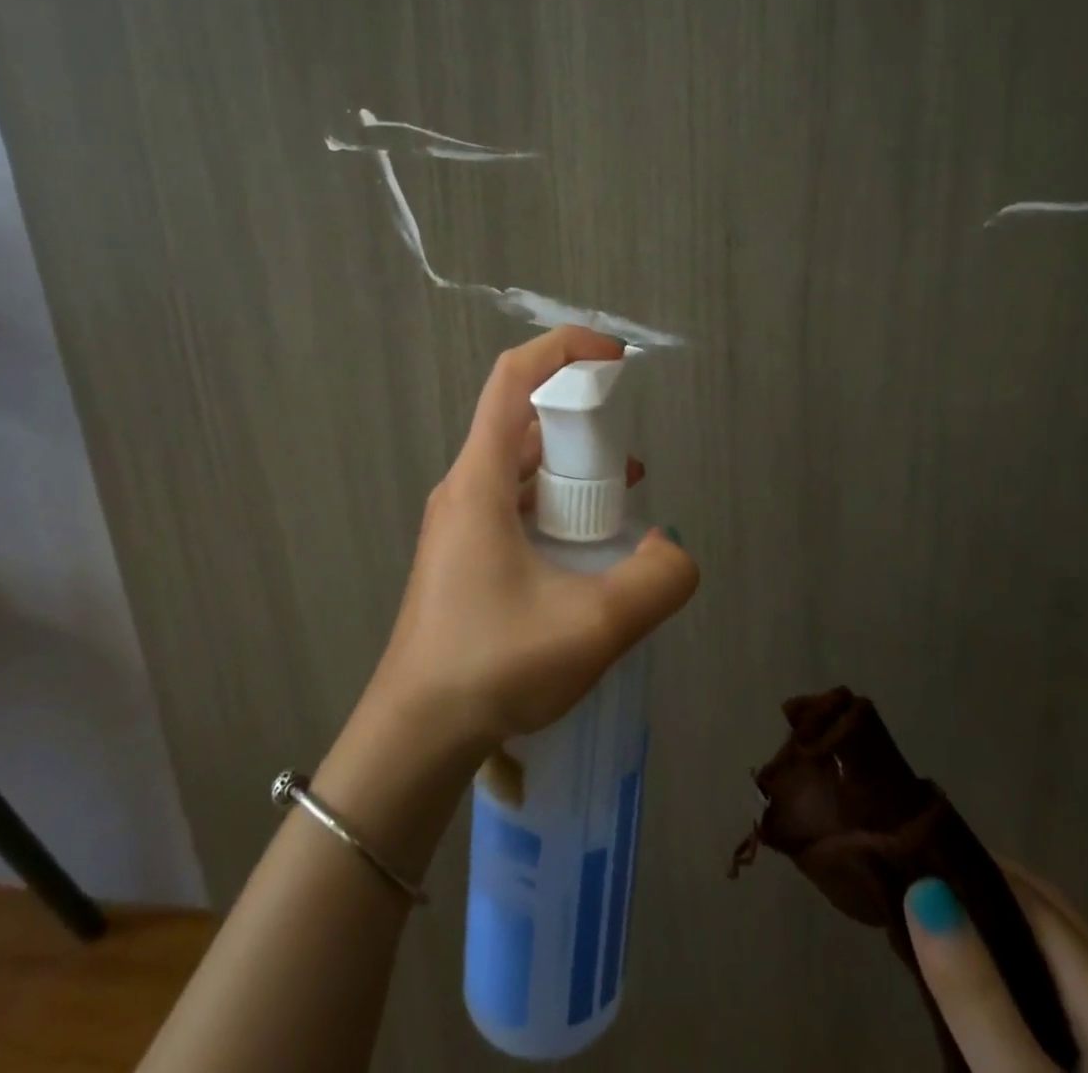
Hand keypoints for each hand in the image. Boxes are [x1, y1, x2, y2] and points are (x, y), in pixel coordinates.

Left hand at [369, 327, 699, 756]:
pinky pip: (514, 502)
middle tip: (627, 448)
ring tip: (622, 491)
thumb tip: (674, 549)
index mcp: (479, 480)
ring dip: (571, 463)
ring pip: (519, 465)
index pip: (514, 379)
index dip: (564, 349)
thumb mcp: (593, 625)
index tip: (614, 357)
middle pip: (521, 419)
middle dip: (580, 416)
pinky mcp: (463, 555)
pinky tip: (589, 541)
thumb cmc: (492, 666)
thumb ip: (656, 580)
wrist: (413, 738)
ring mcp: (459, 523)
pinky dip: (555, 500)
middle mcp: (463, 488)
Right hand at [905, 864, 1087, 1070]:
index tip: (906, 849)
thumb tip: (923, 887)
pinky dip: (1018, 968)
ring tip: (933, 920)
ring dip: (998, 926)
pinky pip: (1066, 994)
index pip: (1033, 900)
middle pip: (1051, 920)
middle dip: (982, 888)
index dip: (970, 865)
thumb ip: (976, 997)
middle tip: (912, 879)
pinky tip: (982, 983)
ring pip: (1059, 956)